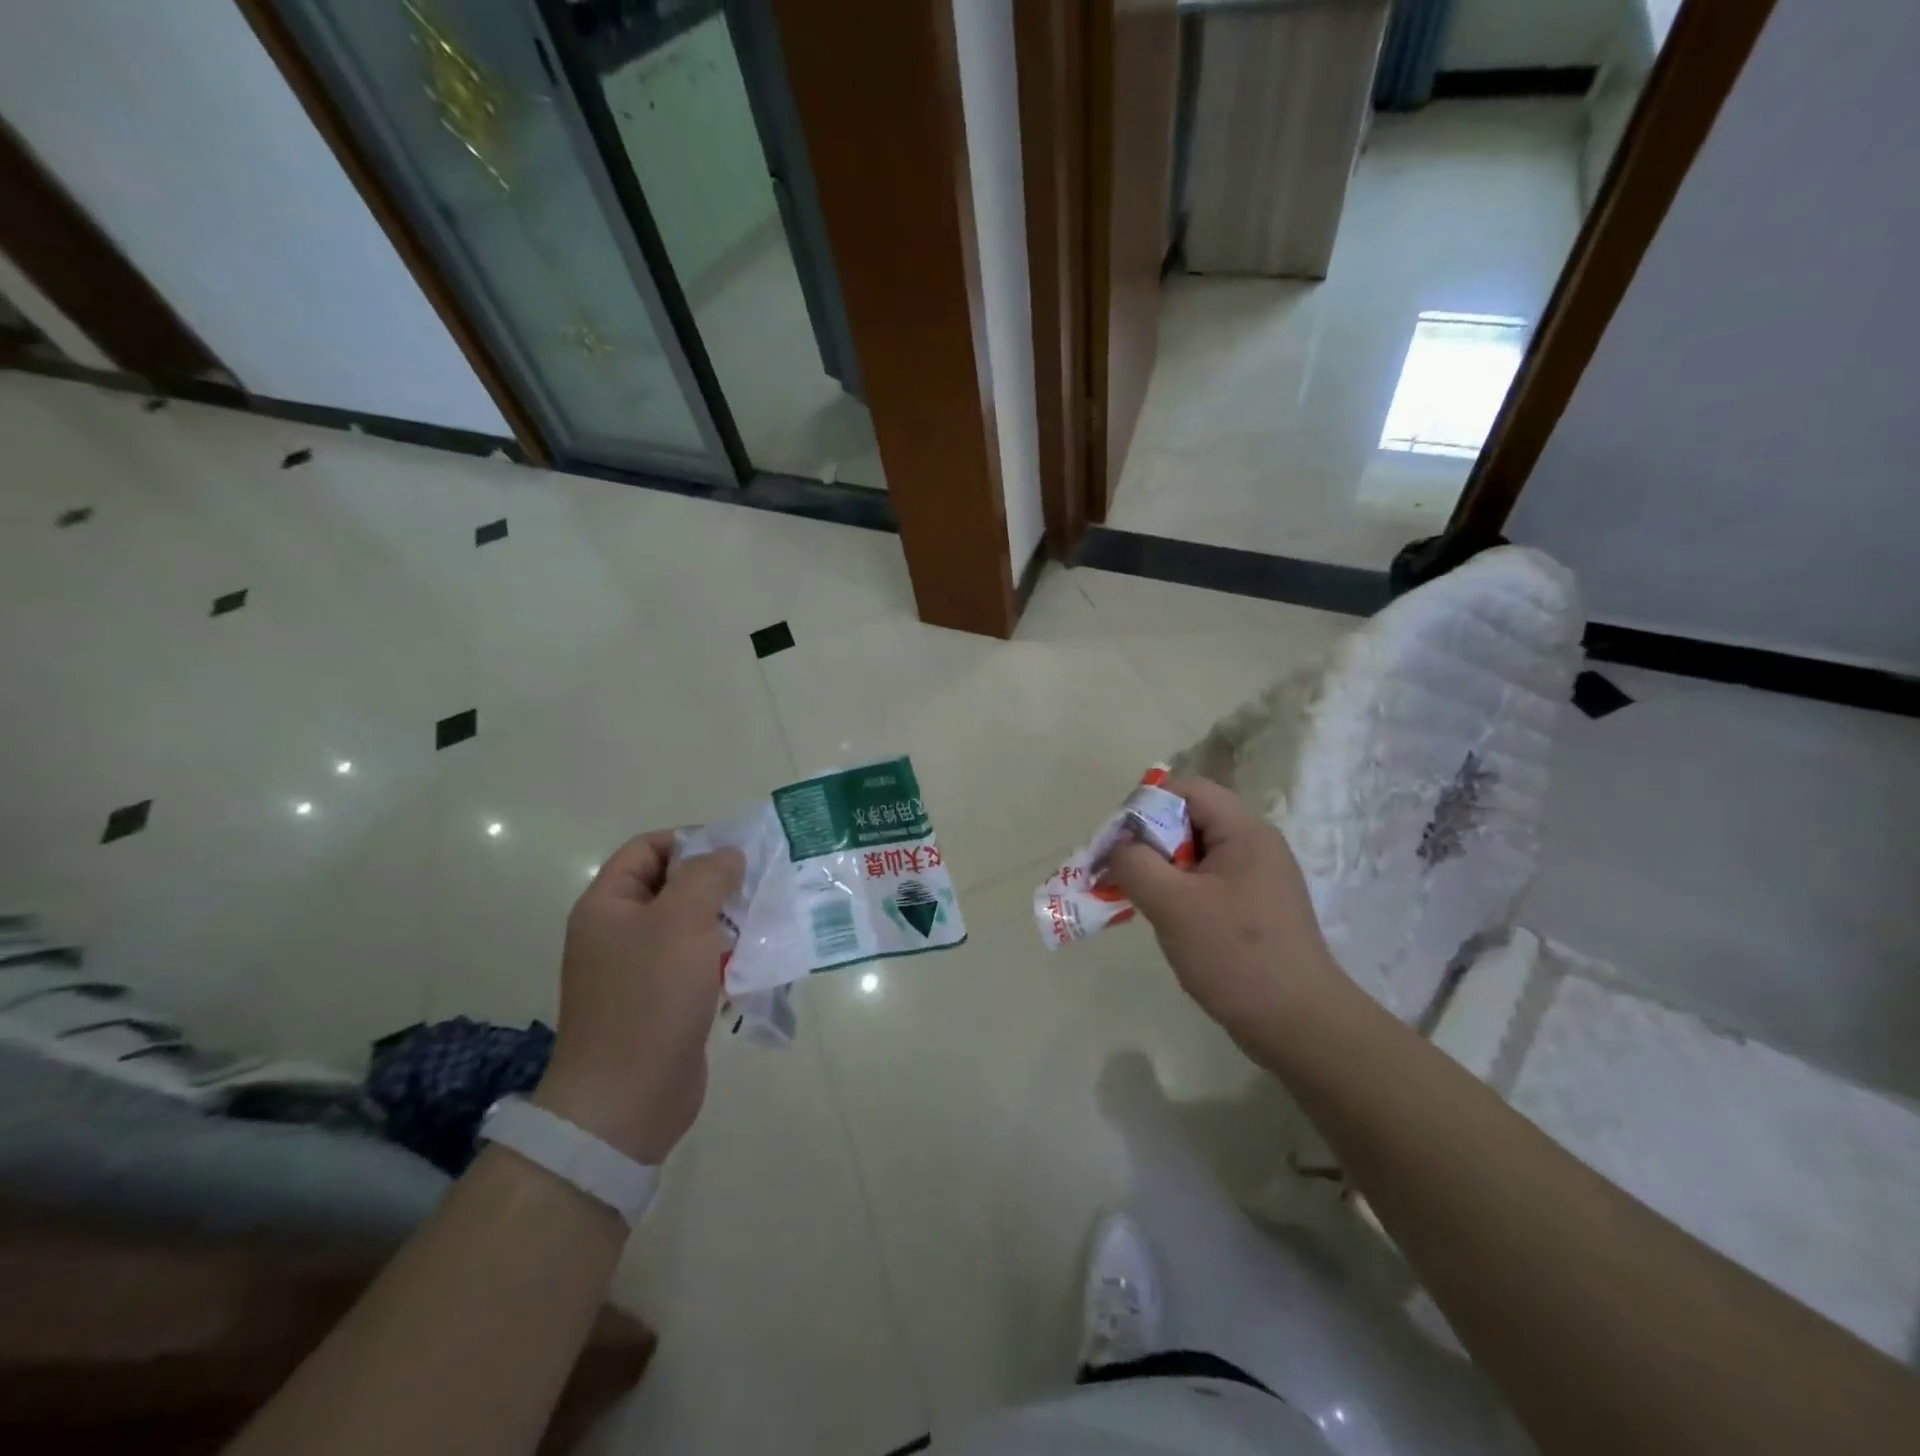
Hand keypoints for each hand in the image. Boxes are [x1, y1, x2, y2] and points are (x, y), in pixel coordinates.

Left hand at [533, 831, 744, 1163]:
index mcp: (609, 905)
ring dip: (730, 920)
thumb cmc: (649, 998)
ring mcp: (642, 969)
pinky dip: (728, 956)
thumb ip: (708, 876)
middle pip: (674, 886)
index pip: (648, 848)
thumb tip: (729, 855)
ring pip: (693, 926)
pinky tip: (760, 960)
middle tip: (762, 885)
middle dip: (719, 882)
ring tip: (770, 920)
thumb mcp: (681, 921)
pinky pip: (700, 963)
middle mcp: (621, 932)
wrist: (627, 1100)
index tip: (736, 853)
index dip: (691, 840)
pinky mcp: (666, 1000)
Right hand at [1105, 777, 1345, 1054]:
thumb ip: (1135, 864)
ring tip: (1139, 900)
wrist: (1299, 1025)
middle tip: (1121, 874)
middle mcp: (1256, 846)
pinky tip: (1168, 922)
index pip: (1188, 790)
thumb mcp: (1172, 904)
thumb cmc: (1235, 955)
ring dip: (1162, 871)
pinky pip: (1209, 884)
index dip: (1146, 805)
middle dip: (1150, 842)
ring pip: (1196, 855)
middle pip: (1190, 820)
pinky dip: (1181, 893)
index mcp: (1245, 832)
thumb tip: (1118, 847)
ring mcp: (1260, 879)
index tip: (1118, 842)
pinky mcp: (1258, 909)